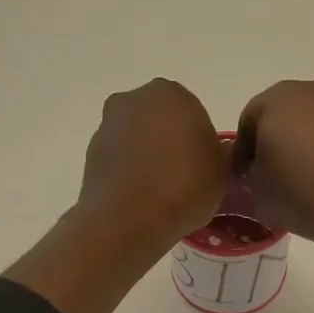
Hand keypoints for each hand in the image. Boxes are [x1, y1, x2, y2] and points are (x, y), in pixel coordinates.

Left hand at [76, 78, 227, 244]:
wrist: (129, 218)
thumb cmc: (185, 186)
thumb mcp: (223, 172)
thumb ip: (220, 153)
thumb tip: (215, 152)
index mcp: (172, 94)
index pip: (191, 111)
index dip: (198, 138)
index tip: (203, 163)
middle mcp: (135, 99)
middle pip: (159, 118)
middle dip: (168, 139)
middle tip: (182, 174)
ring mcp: (108, 124)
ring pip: (136, 136)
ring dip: (146, 154)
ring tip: (160, 190)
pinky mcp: (90, 151)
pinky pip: (118, 157)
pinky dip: (128, 170)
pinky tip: (140, 196)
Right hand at [236, 77, 313, 250]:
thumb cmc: (304, 193)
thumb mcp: (259, 191)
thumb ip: (251, 173)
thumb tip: (260, 170)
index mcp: (278, 98)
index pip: (249, 120)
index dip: (242, 151)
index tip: (242, 177)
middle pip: (284, 114)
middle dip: (275, 140)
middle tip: (271, 175)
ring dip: (306, 143)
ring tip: (304, 179)